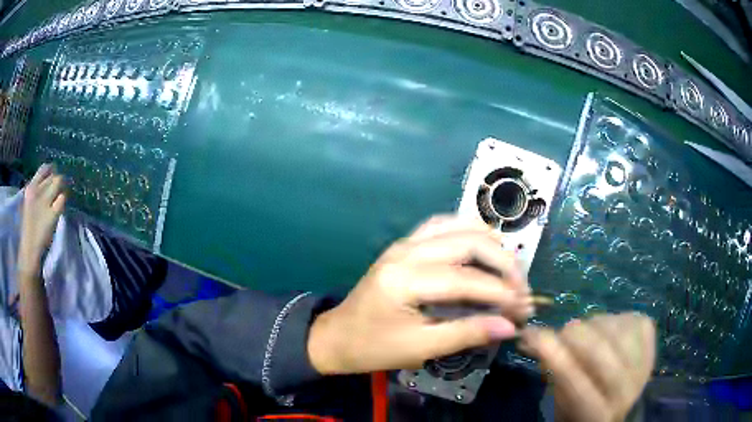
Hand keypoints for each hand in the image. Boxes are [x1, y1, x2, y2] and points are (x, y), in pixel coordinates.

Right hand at [19, 164, 66, 272]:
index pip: (43, 168)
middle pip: (53, 175)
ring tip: (61, 195)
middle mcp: (37, 191)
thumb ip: (36, 190)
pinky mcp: (52, 214)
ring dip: (63, 187)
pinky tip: (61, 205)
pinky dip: (64, 199)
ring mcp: (44, 202)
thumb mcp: (28, 203)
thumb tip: (47, 180)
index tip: (54, 176)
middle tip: (59, 189)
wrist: (29, 249)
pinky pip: (62, 198)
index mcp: (30, 188)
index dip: (51, 170)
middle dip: (58, 180)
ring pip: (59, 182)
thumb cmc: (28, 228)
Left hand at [308, 215, 532, 374]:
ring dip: (490, 245)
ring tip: (508, 271)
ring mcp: (405, 242)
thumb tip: (510, 326)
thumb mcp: (420, 348)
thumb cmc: (374, 347)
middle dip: (504, 263)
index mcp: (406, 280)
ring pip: (460, 226)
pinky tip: (483, 249)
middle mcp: (407, 251)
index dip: (503, 293)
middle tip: (521, 289)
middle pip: (470, 242)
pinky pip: (444, 226)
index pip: (468, 280)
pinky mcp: (405, 244)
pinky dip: (469, 233)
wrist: (337, 336)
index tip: (525, 308)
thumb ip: (467, 333)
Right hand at [519, 313, 655, 421]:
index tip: (532, 335)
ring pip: (616, 329)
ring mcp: (644, 363)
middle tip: (560, 334)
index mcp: (598, 413)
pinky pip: (631, 319)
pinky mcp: (652, 343)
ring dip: (593, 327)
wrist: (622, 406)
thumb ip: (554, 375)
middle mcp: (626, 390)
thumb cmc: (583, 411)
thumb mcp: (561, 405)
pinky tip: (607, 331)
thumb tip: (537, 340)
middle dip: (573, 336)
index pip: (576, 383)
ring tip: (585, 336)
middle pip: (600, 351)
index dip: (554, 356)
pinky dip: (613, 320)